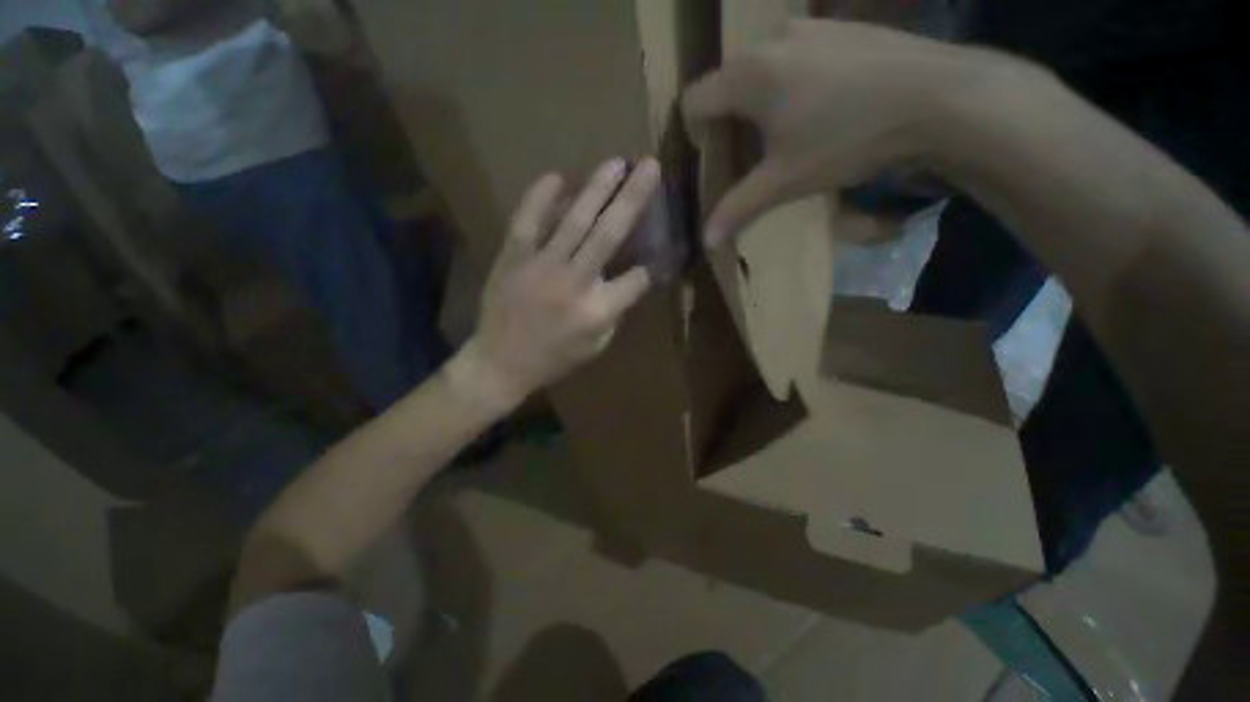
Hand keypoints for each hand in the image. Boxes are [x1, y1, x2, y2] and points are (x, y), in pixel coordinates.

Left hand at [460, 158, 661, 408]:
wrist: (500, 363)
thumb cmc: (554, 359)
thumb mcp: (596, 346)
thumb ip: (614, 312)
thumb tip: (624, 278)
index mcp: (598, 310)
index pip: (637, 278)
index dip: (653, 264)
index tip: (660, 252)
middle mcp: (575, 282)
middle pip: (610, 234)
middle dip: (633, 197)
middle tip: (649, 165)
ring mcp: (541, 265)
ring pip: (575, 220)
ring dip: (598, 188)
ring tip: (617, 162)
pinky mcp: (513, 257)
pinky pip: (527, 220)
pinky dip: (541, 197)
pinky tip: (558, 177)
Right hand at [684, 19, 1025, 245]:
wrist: (938, 96)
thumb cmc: (847, 138)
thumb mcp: (785, 181)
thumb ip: (738, 208)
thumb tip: (706, 241)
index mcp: (748, 75)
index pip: (694, 100)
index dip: (695, 133)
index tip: (714, 158)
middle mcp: (770, 39)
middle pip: (726, 84)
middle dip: (729, 120)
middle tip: (750, 153)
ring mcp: (809, 26)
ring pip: (762, 68)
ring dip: (761, 101)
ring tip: (787, 131)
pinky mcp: (840, 26)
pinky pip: (796, 55)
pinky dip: (792, 82)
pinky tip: (822, 105)